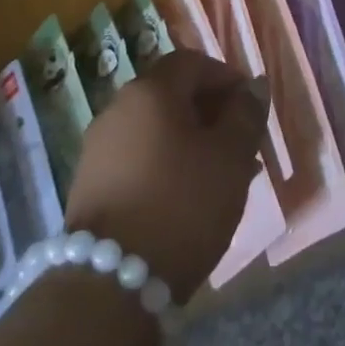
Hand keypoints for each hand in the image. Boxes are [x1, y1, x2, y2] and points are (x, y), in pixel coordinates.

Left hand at [64, 49, 268, 299]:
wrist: (110, 283)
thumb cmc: (182, 205)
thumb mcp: (230, 158)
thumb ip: (245, 115)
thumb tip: (254, 86)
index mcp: (150, 91)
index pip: (192, 63)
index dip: (226, 78)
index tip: (252, 108)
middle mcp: (118, 108)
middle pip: (172, 94)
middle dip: (212, 113)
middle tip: (243, 145)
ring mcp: (99, 146)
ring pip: (156, 129)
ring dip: (191, 142)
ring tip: (223, 177)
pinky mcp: (91, 183)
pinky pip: (138, 157)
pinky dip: (166, 164)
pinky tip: (188, 198)